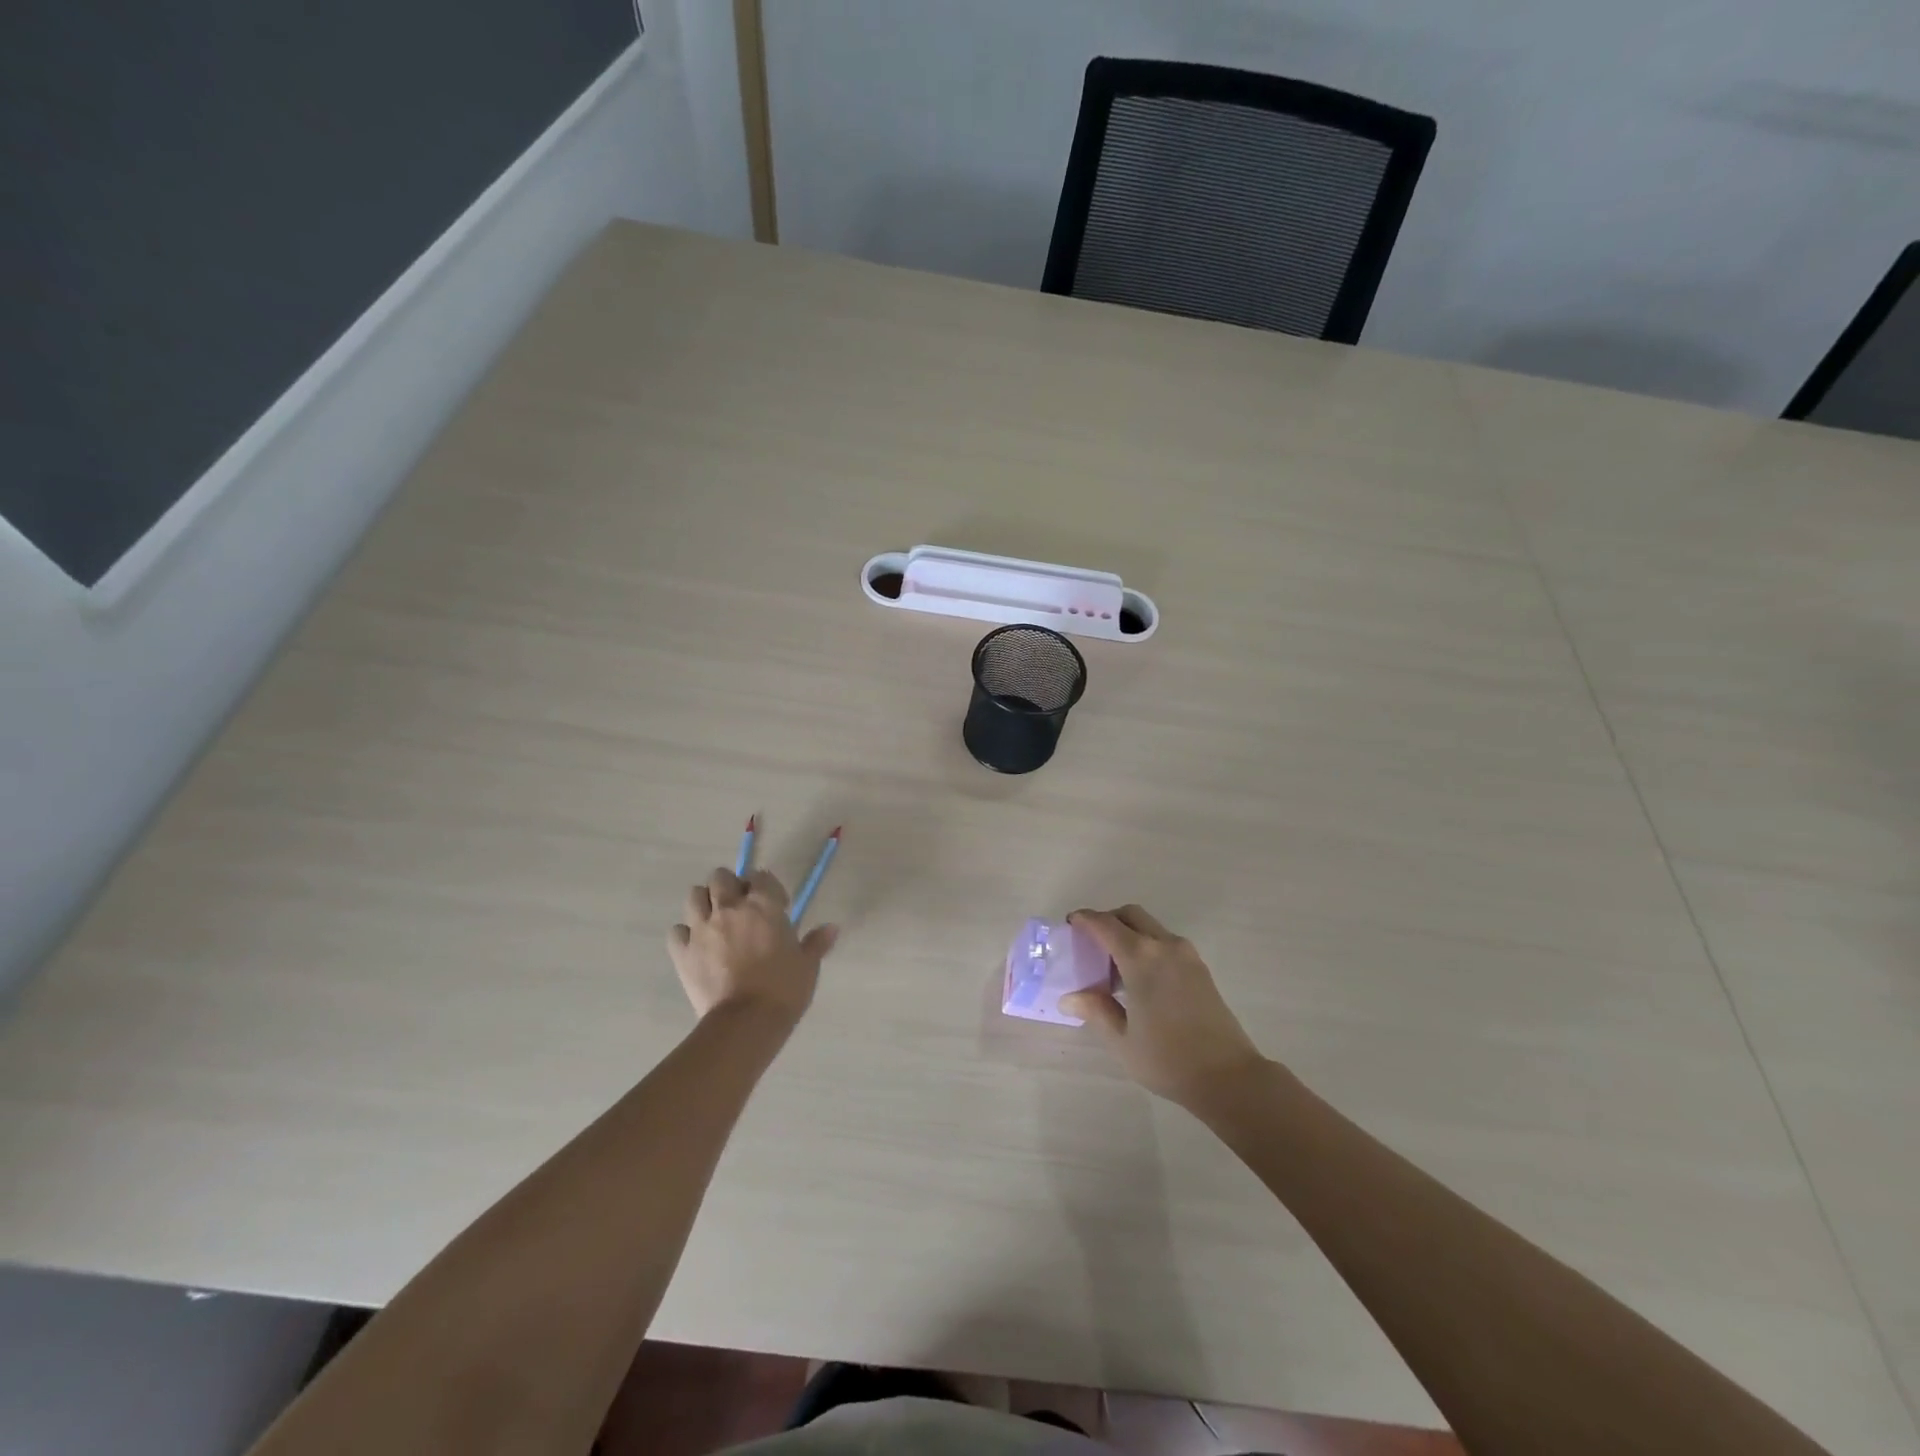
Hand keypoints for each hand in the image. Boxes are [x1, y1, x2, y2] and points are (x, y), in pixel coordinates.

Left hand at [668, 868, 837, 1026]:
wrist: (746, 1022)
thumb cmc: (783, 989)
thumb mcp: (807, 965)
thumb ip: (816, 942)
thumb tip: (832, 927)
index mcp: (764, 905)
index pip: (760, 876)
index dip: (767, 887)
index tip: (777, 906)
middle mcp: (730, 907)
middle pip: (721, 877)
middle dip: (730, 887)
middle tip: (741, 908)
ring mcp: (702, 928)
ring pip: (694, 896)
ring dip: (705, 902)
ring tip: (716, 920)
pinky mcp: (683, 952)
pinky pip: (677, 931)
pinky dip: (685, 934)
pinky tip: (696, 945)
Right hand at [1059, 905, 1265, 1107]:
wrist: (1229, 1077)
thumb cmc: (1168, 1059)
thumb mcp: (1122, 1040)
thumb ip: (1095, 1011)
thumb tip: (1070, 997)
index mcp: (1140, 958)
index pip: (1105, 924)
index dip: (1085, 919)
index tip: (1070, 924)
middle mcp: (1164, 946)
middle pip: (1131, 915)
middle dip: (1108, 920)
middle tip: (1090, 942)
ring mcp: (1186, 955)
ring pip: (1151, 927)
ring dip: (1129, 933)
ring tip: (1113, 965)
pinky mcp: (1200, 968)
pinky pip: (1166, 942)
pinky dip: (1147, 945)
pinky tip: (1140, 978)